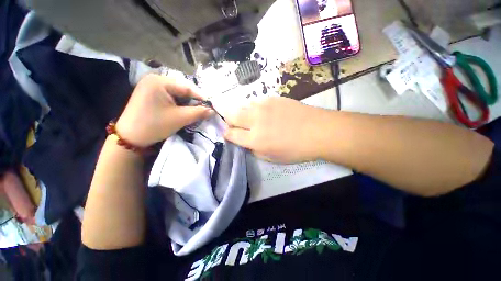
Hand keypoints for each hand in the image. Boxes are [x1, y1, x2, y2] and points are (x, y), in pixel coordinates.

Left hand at [116, 74, 212, 146]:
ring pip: (177, 93)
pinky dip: (179, 103)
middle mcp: (154, 79)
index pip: (187, 87)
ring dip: (187, 103)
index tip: (212, 106)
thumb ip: (199, 112)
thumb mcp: (180, 118)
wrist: (130, 138)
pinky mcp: (150, 94)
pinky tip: (183, 110)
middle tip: (204, 110)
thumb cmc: (154, 125)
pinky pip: (169, 96)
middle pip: (182, 89)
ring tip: (195, 111)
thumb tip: (213, 111)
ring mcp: (150, 86)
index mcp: (159, 81)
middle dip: (194, 100)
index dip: (201, 98)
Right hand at [224, 97, 328, 162]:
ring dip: (242, 114)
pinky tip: (265, 113)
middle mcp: (256, 121)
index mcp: (255, 139)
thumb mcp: (272, 158)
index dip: (228, 134)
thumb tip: (246, 141)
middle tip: (237, 125)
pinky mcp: (272, 98)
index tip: (230, 135)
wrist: (318, 131)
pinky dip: (255, 108)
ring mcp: (264, 107)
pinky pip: (256, 102)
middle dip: (229, 121)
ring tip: (252, 119)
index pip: (231, 134)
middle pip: (231, 115)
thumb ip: (254, 150)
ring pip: (242, 106)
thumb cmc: (296, 149)